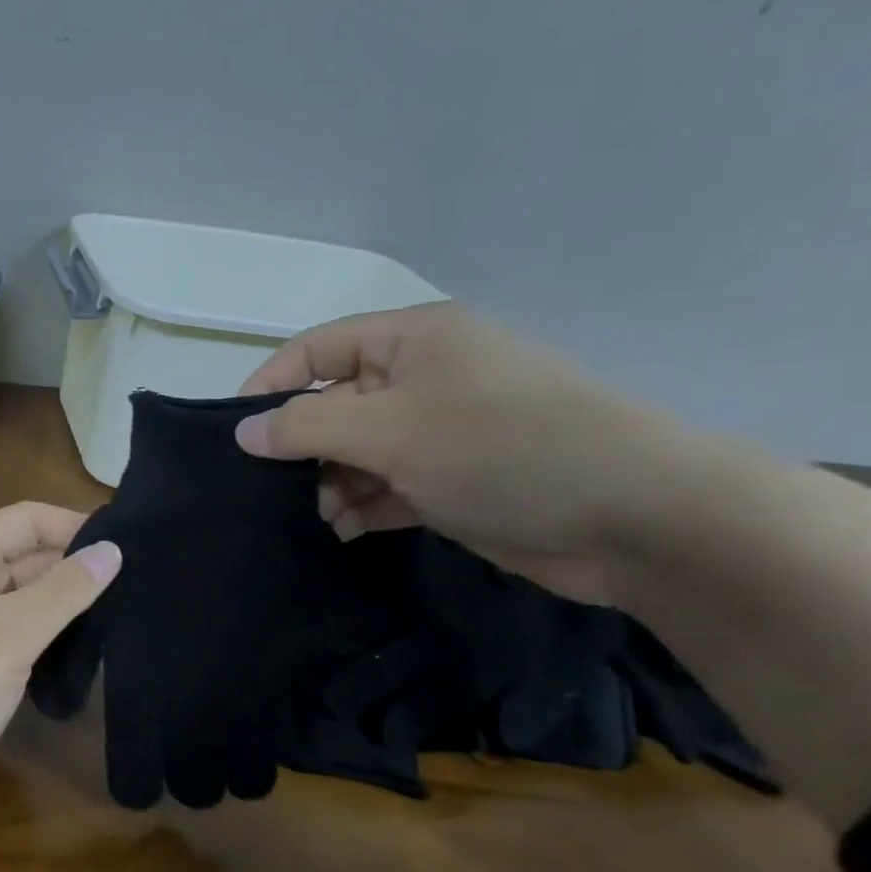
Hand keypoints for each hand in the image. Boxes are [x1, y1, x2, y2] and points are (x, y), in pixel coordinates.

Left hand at [0, 501, 121, 826]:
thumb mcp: (14, 633)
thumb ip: (65, 590)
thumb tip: (111, 549)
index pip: (23, 519)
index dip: (71, 524)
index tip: (122, 546)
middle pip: (18, 555)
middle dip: (68, 564)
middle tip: (129, 585)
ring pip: (13, 595)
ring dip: (55, 601)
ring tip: (113, 614)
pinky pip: (3, 629)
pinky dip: (35, 632)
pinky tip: (70, 648)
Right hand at [233, 303, 691, 603]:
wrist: (635, 519)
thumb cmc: (502, 449)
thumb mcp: (390, 430)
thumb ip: (306, 426)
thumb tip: (243, 432)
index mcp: (413, 341)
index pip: (317, 349)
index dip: (271, 384)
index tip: (234, 435)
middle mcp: (424, 379)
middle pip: (334, 404)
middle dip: (302, 448)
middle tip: (275, 491)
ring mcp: (440, 432)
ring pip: (356, 451)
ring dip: (330, 483)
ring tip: (320, 518)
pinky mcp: (452, 481)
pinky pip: (386, 485)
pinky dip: (361, 506)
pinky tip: (346, 530)